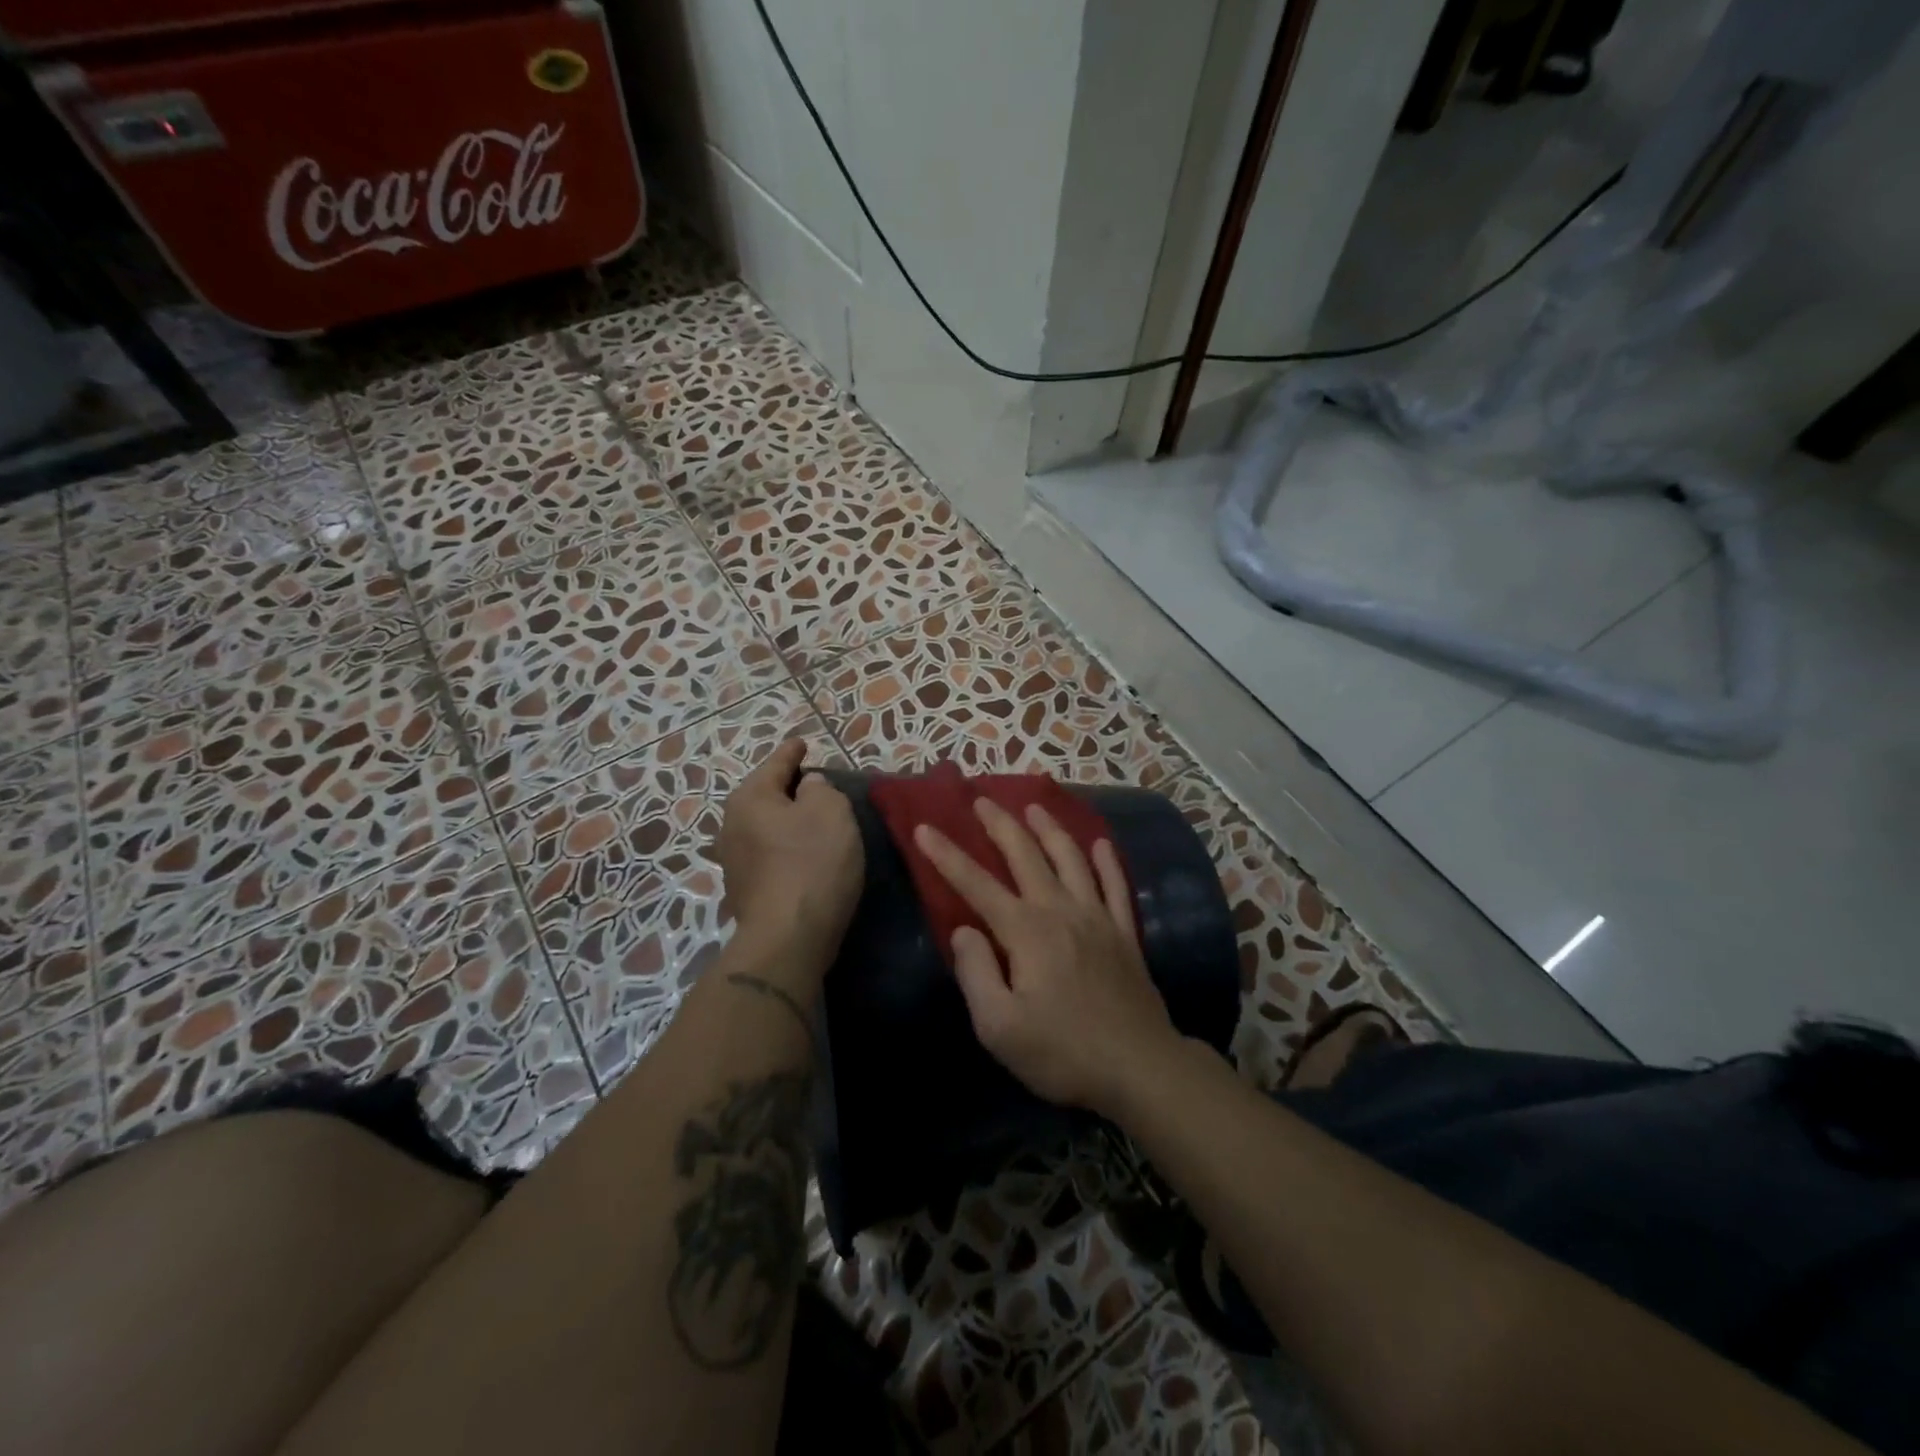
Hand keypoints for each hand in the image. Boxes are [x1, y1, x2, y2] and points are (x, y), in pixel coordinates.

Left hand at [715, 740, 863, 979]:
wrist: (788, 939)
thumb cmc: (812, 863)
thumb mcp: (831, 812)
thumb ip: (821, 789)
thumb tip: (809, 787)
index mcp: (750, 798)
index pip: (776, 763)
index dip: (792, 752)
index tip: (802, 742)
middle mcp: (731, 825)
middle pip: (764, 795)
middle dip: (787, 788)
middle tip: (815, 782)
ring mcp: (733, 861)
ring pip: (764, 826)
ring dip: (786, 821)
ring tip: (812, 819)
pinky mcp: (744, 891)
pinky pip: (767, 854)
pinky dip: (784, 848)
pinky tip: (803, 854)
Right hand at [915, 799, 1181, 1117]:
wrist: (1139, 1067)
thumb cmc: (1062, 1052)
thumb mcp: (1000, 1027)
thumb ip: (976, 973)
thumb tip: (964, 930)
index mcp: (1025, 931)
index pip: (976, 884)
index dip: (947, 855)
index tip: (925, 827)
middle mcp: (1060, 911)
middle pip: (1026, 855)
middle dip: (1000, 824)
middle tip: (981, 799)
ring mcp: (1097, 918)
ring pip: (1071, 859)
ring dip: (1050, 829)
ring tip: (1035, 807)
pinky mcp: (1124, 933)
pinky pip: (1115, 885)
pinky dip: (1107, 861)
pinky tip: (1100, 844)